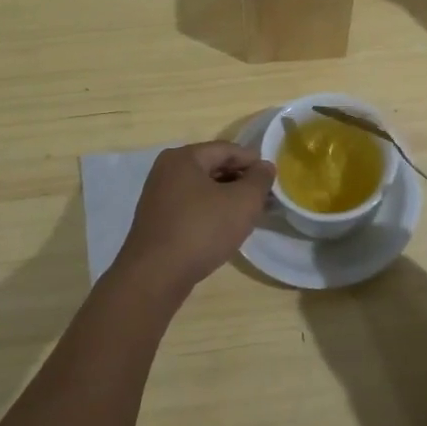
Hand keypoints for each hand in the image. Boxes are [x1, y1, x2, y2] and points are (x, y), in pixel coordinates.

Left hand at [116, 142, 274, 302]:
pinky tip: (224, 229)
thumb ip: (259, 180)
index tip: (272, 178)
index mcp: (183, 157)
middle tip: (263, 198)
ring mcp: (158, 197)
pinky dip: (210, 212)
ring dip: (226, 198)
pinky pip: (191, 207)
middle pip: (213, 167)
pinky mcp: (157, 221)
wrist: (155, 276)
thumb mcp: (242, 202)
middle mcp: (166, 171)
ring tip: (248, 215)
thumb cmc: (201, 230)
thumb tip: (265, 167)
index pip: (226, 149)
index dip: (253, 161)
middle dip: (240, 180)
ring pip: (202, 189)